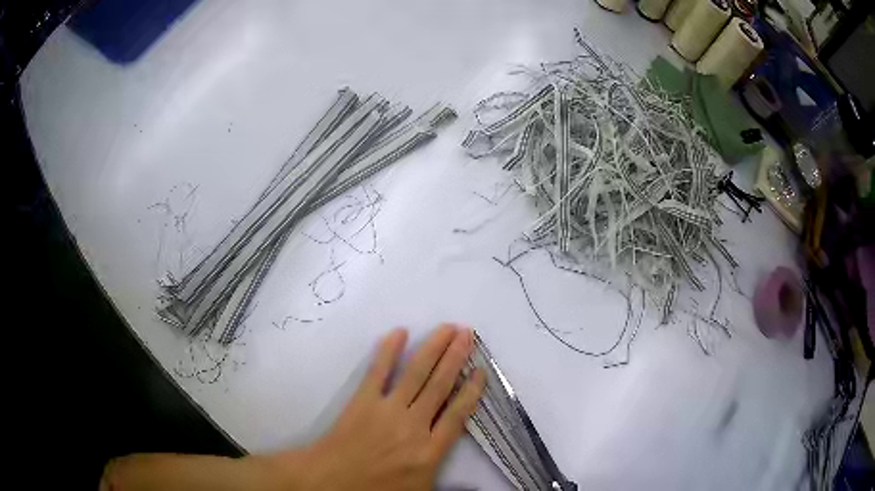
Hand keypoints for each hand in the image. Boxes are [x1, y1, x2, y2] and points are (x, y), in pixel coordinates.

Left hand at [276, 324, 485, 490]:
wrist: (330, 483)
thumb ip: (444, 477)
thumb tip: (470, 479)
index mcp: (430, 451)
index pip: (458, 414)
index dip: (471, 390)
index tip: (481, 369)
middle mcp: (414, 425)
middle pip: (440, 385)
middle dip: (456, 357)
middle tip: (467, 333)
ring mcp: (388, 410)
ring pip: (416, 374)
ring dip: (433, 348)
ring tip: (447, 328)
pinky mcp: (363, 401)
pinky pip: (378, 372)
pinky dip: (389, 351)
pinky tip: (399, 333)